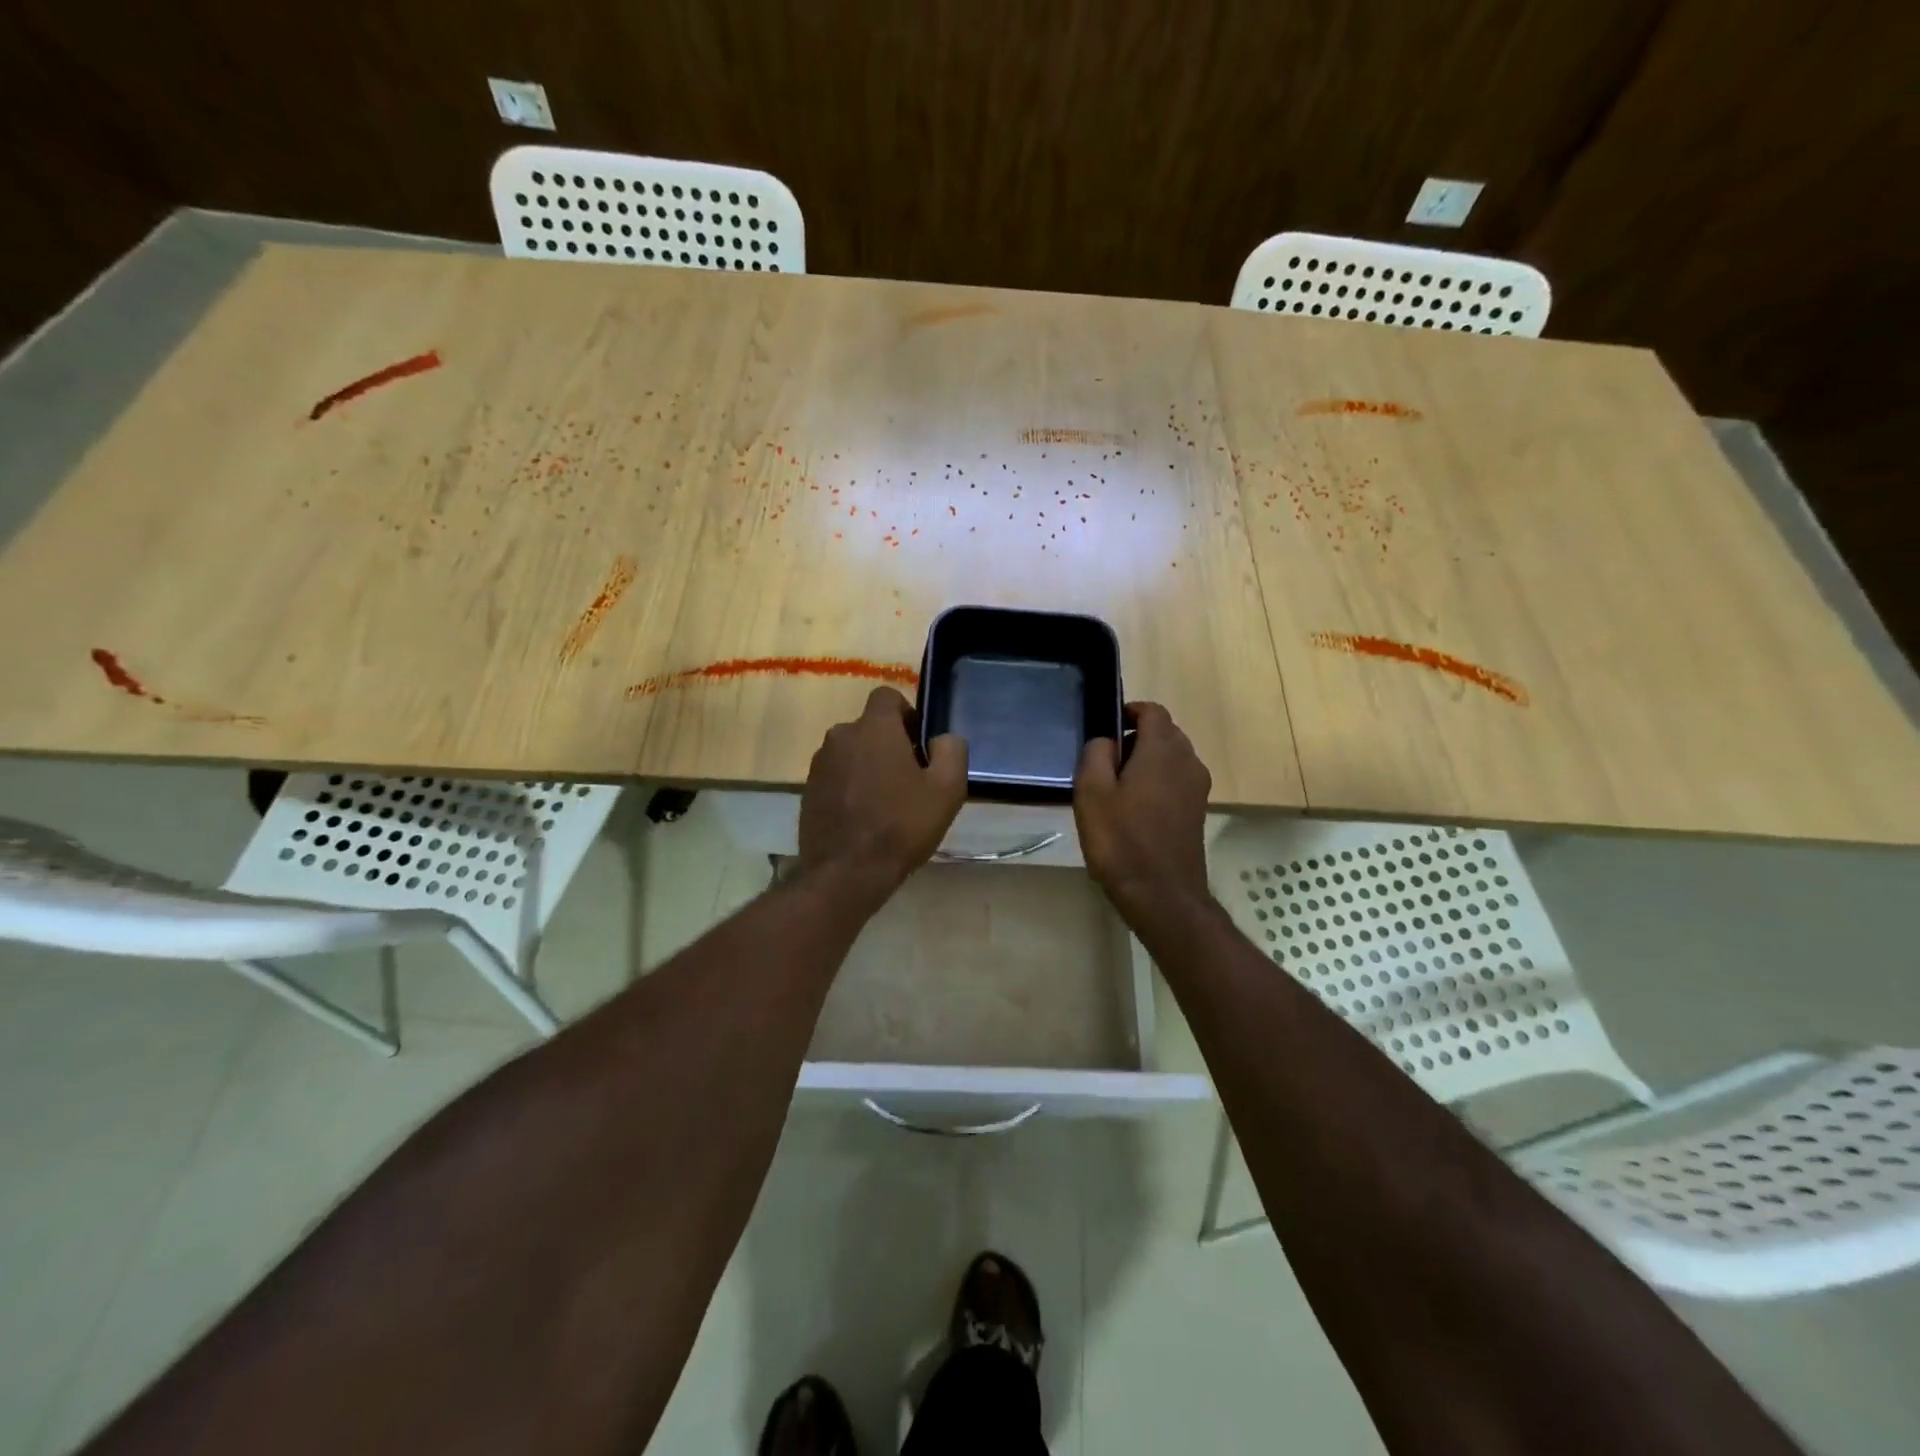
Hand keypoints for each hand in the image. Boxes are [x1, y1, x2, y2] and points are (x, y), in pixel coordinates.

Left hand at [798, 686, 967, 898]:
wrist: (846, 873)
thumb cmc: (901, 826)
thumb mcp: (947, 789)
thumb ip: (951, 750)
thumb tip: (942, 738)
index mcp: (873, 727)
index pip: (887, 696)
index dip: (907, 714)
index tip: (919, 745)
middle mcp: (840, 736)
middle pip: (869, 727)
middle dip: (889, 744)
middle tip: (909, 780)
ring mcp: (819, 764)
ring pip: (851, 752)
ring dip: (868, 766)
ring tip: (886, 803)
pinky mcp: (808, 791)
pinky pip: (836, 777)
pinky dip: (850, 787)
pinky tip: (864, 818)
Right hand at [1074, 701, 1211, 920]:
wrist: (1162, 895)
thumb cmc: (1121, 840)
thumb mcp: (1092, 793)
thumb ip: (1096, 754)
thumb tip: (1106, 740)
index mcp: (1163, 750)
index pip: (1153, 711)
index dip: (1130, 712)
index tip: (1107, 728)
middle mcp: (1188, 761)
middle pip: (1165, 733)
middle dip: (1136, 738)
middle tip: (1105, 763)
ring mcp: (1198, 788)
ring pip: (1172, 758)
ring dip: (1146, 762)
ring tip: (1117, 789)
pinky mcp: (1198, 811)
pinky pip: (1176, 781)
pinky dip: (1157, 783)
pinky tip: (1134, 811)